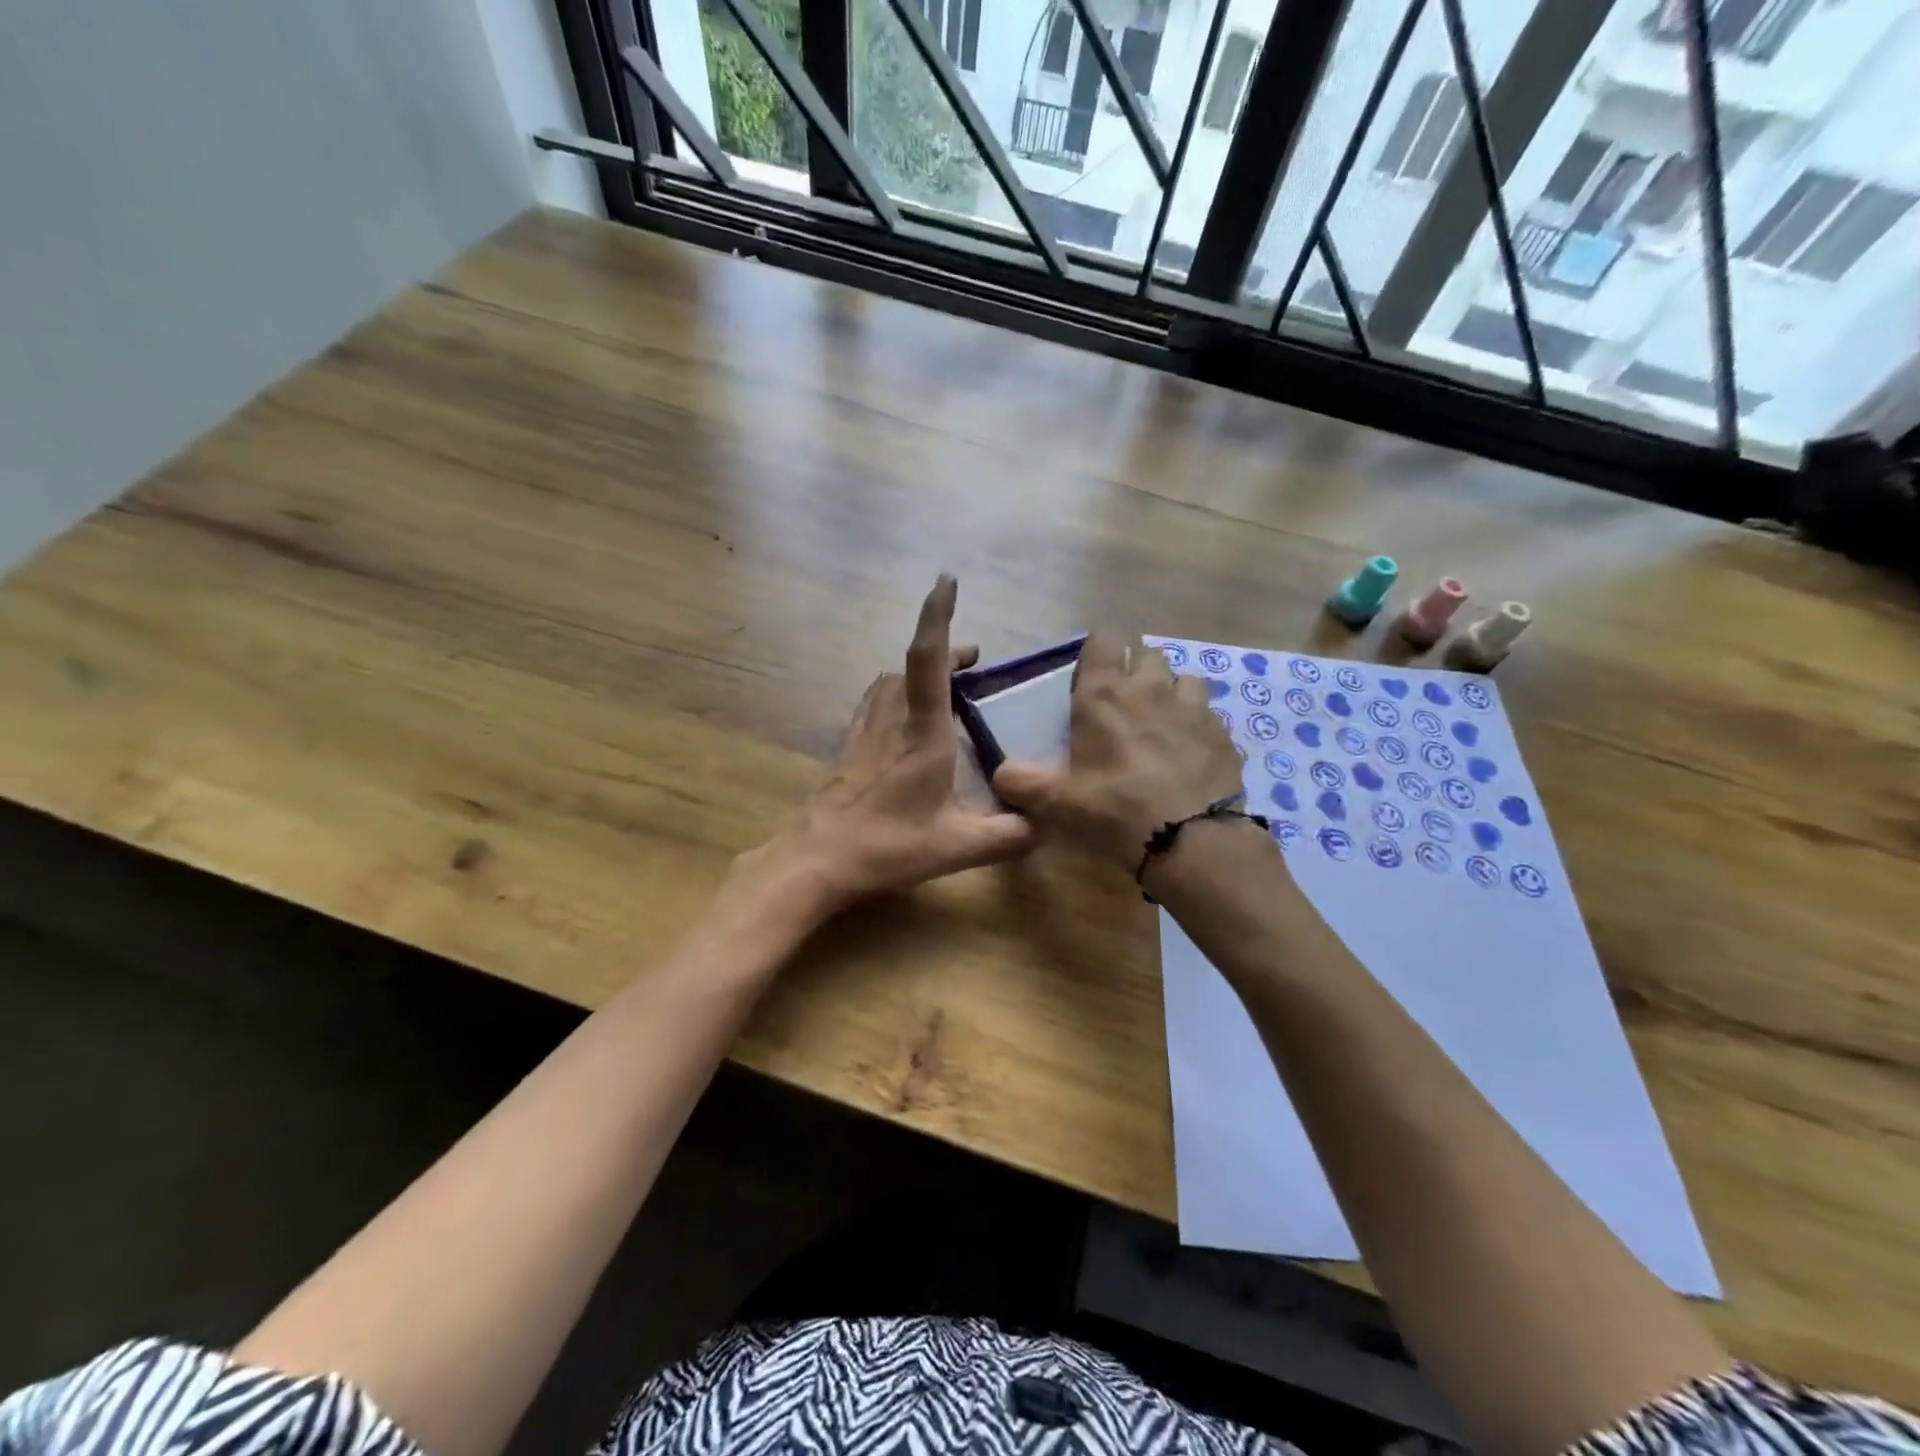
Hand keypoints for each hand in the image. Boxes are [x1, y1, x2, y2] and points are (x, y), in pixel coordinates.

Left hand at [754, 576, 1035, 915]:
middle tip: (974, 663)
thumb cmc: (887, 846)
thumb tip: (1046, 826)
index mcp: (922, 734)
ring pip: (889, 682)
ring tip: (945, 686)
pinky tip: (904, 718)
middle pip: (912, 665)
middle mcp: (891, 721)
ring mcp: (864, 732)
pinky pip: (874, 703)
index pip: (929, 660)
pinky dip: (895, 694)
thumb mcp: (958, 847)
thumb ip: (1008, 836)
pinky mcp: (848, 748)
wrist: (816, 859)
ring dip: (918, 671)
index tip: (947, 581)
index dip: (937, 616)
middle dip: (945, 651)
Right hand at [992, 631, 1244, 867]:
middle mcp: (1150, 688)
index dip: (1098, 649)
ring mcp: (1193, 708)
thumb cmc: (1114, 809)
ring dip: (1171, 692)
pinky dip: (1197, 725)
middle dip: (1136, 668)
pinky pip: (1209, 714)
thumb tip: (1001, 773)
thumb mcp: (1055, 801)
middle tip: (1124, 702)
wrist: (1189, 839)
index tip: (1091, 673)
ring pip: (1184, 679)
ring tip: (1162, 722)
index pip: (1104, 639)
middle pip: (1147, 653)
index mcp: (1104, 695)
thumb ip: (1020, 782)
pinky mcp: (1222, 733)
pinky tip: (1189, 752)